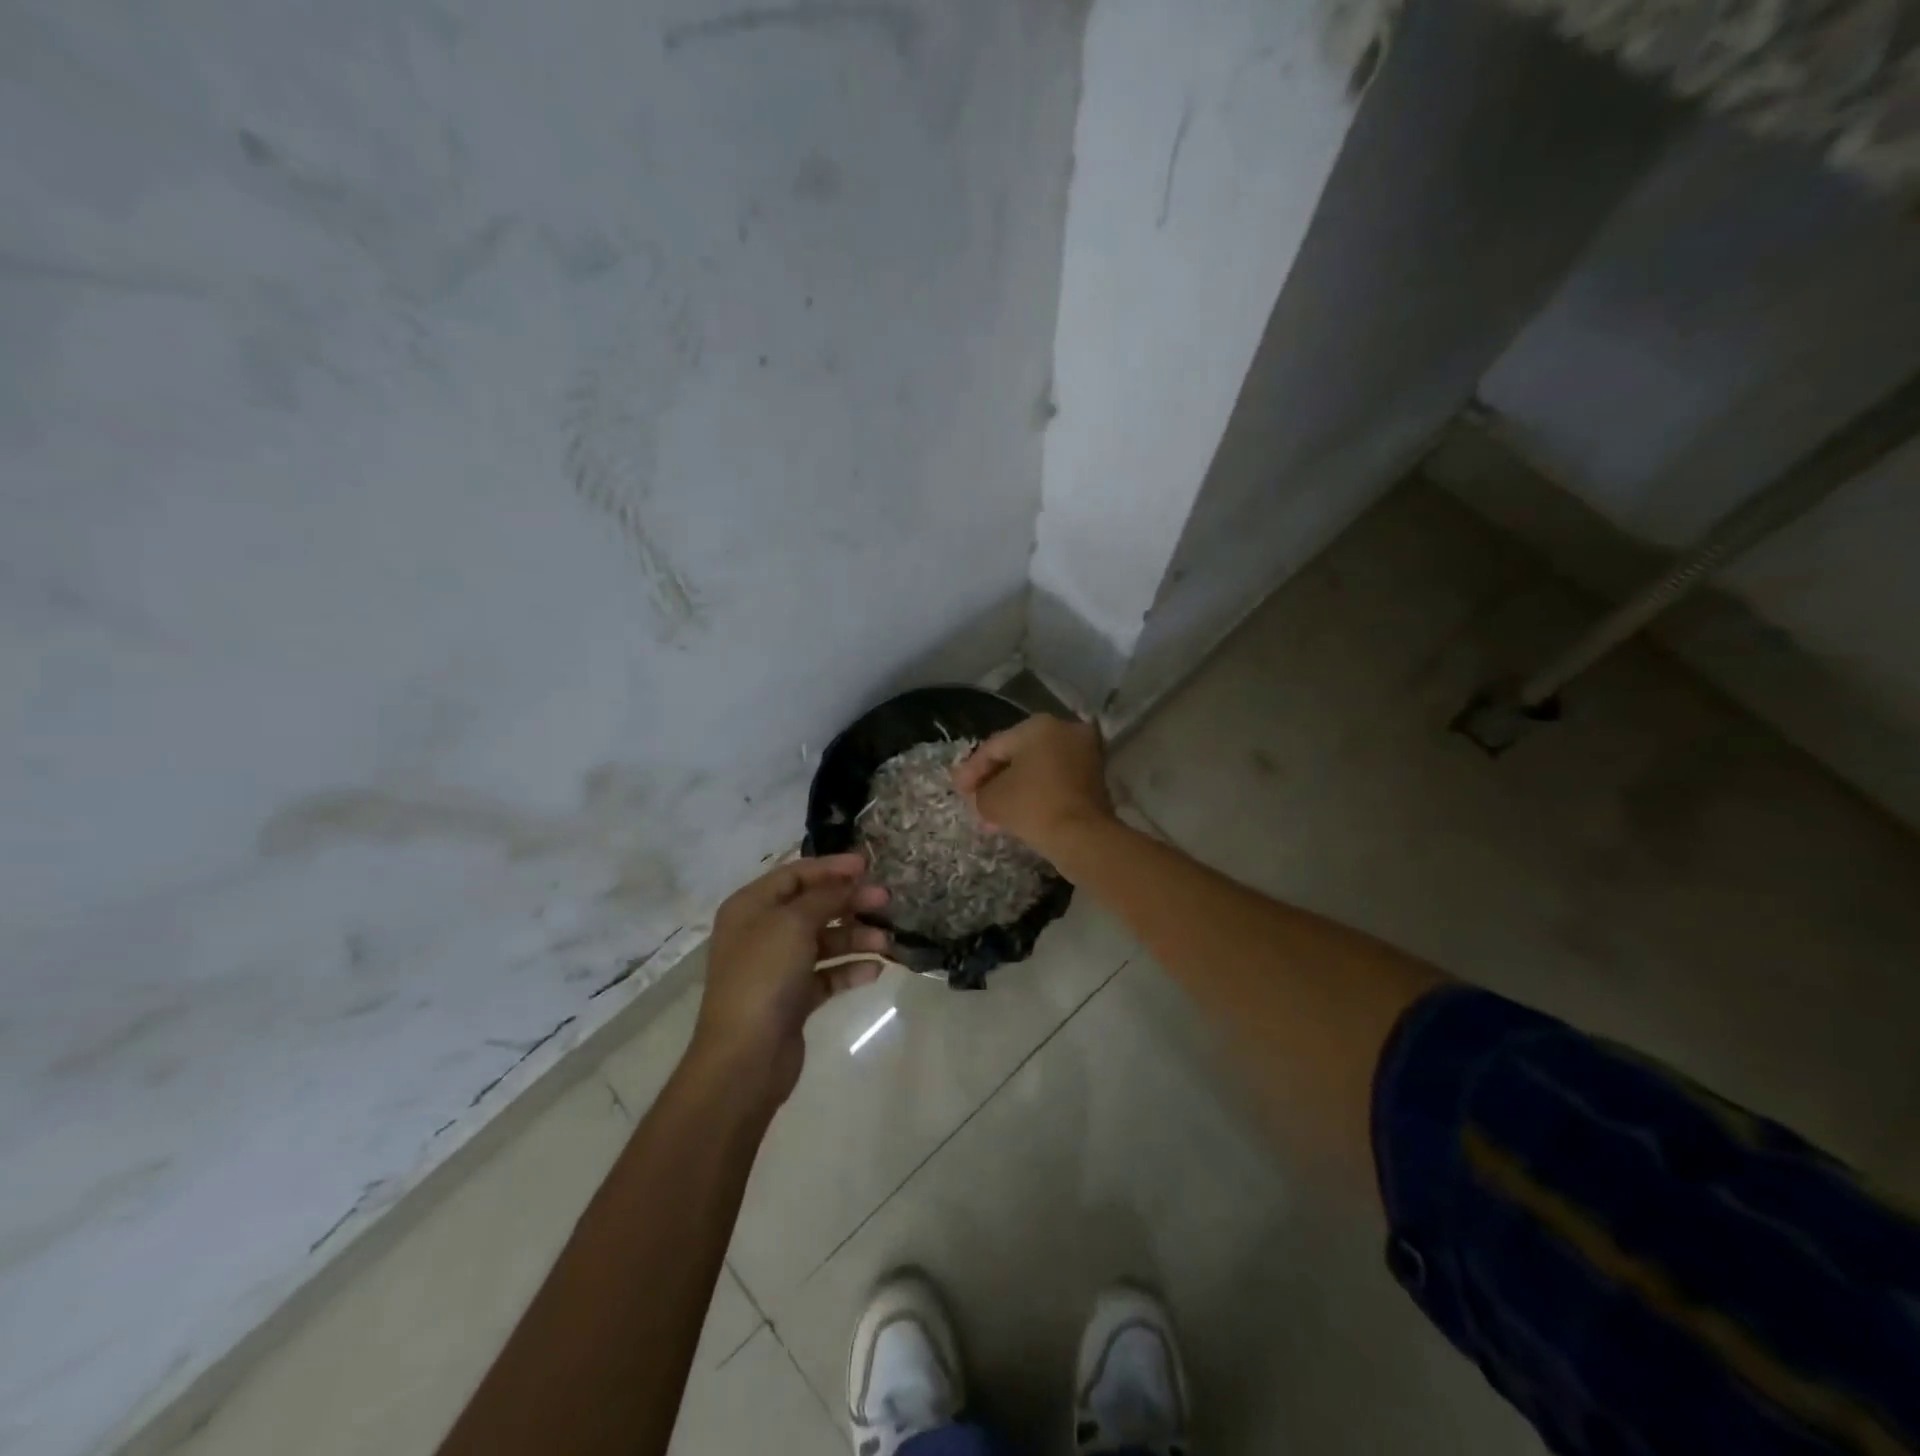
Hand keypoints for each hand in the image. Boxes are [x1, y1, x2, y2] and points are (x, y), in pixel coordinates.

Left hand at [692, 853, 891, 1102]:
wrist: (745, 1057)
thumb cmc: (764, 977)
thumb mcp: (793, 924)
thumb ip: (825, 897)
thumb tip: (849, 880)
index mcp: (751, 907)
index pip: (795, 875)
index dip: (831, 868)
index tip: (867, 866)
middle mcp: (762, 932)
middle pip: (813, 906)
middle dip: (850, 902)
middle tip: (886, 901)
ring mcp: (777, 967)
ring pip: (823, 941)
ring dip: (856, 937)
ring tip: (886, 942)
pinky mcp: (793, 998)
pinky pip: (827, 974)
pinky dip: (849, 969)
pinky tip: (875, 970)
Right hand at [952, 715, 1114, 859]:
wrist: (1083, 837)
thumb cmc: (1033, 806)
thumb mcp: (991, 799)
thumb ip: (979, 791)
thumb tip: (982, 795)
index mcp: (1038, 726)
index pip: (994, 747)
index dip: (971, 770)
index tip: (958, 790)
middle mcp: (1065, 731)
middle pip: (1017, 756)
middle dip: (993, 780)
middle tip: (974, 800)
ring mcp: (1084, 753)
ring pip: (1037, 770)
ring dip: (1013, 790)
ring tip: (992, 815)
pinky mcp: (1095, 778)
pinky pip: (1055, 781)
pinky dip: (1035, 794)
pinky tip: (1016, 815)